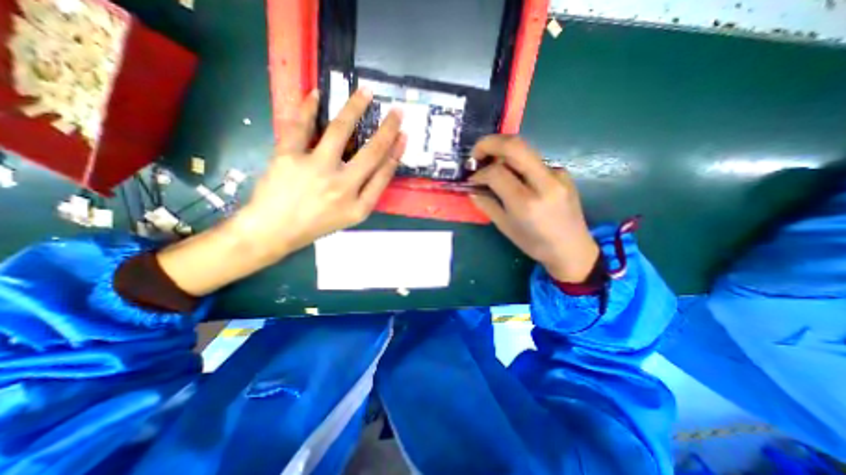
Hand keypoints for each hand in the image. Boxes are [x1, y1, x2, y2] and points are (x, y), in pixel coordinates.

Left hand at [159, 89, 410, 295]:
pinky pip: (300, 126)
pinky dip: (307, 107)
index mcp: (359, 206)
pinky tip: (315, 94)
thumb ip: (367, 194)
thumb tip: (380, 165)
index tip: (403, 136)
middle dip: (387, 129)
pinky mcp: (289, 158)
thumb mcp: (350, 217)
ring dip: (354, 108)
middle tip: (396, 111)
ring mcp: (315, 170)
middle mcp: (342, 187)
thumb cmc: (316, 225)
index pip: (384, 174)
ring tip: (365, 92)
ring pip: (339, 131)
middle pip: (370, 152)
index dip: (396, 153)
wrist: (274, 232)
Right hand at [465, 134, 597, 281]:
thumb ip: (487, 205)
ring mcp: (557, 174)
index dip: (479, 173)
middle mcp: (545, 182)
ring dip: (502, 151)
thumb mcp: (505, 227)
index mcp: (527, 203)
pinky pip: (533, 160)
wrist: (572, 248)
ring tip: (490, 164)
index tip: (472, 180)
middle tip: (475, 154)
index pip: (497, 173)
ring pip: (525, 149)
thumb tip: (472, 189)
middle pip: (514, 146)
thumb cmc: (535, 244)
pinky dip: (516, 162)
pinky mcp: (562, 172)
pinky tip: (512, 175)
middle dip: (489, 144)